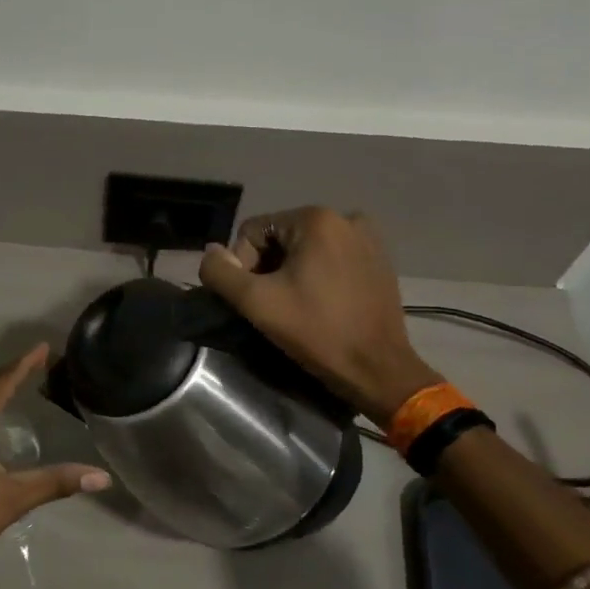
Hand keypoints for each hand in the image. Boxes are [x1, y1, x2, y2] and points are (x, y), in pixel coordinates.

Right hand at [198, 207, 440, 418]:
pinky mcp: (379, 261)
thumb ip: (220, 273)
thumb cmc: (316, 332)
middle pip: (280, 238)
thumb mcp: (256, 302)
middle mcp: (345, 218)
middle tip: (272, 306)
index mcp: (316, 219)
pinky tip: (320, 305)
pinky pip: (331, 259)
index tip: (254, 300)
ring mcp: (367, 239)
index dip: (242, 266)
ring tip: (295, 307)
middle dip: (268, 268)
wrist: (377, 369)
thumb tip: (210, 252)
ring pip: (305, 249)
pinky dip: (317, 276)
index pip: (252, 232)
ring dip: (291, 273)